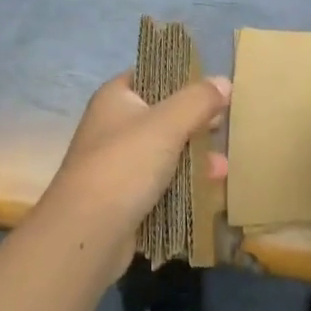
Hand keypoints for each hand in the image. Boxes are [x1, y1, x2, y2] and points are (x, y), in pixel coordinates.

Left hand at [35, 72, 228, 277]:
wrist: (86, 235)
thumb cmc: (125, 164)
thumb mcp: (167, 124)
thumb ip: (198, 100)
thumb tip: (224, 81)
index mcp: (115, 98)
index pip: (153, 75)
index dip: (184, 79)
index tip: (215, 89)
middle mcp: (113, 126)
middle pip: (163, 115)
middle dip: (195, 122)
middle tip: (225, 127)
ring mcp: (117, 164)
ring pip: (164, 152)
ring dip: (194, 158)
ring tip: (223, 169)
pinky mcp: (124, 198)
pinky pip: (160, 183)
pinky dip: (183, 185)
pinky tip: (209, 192)